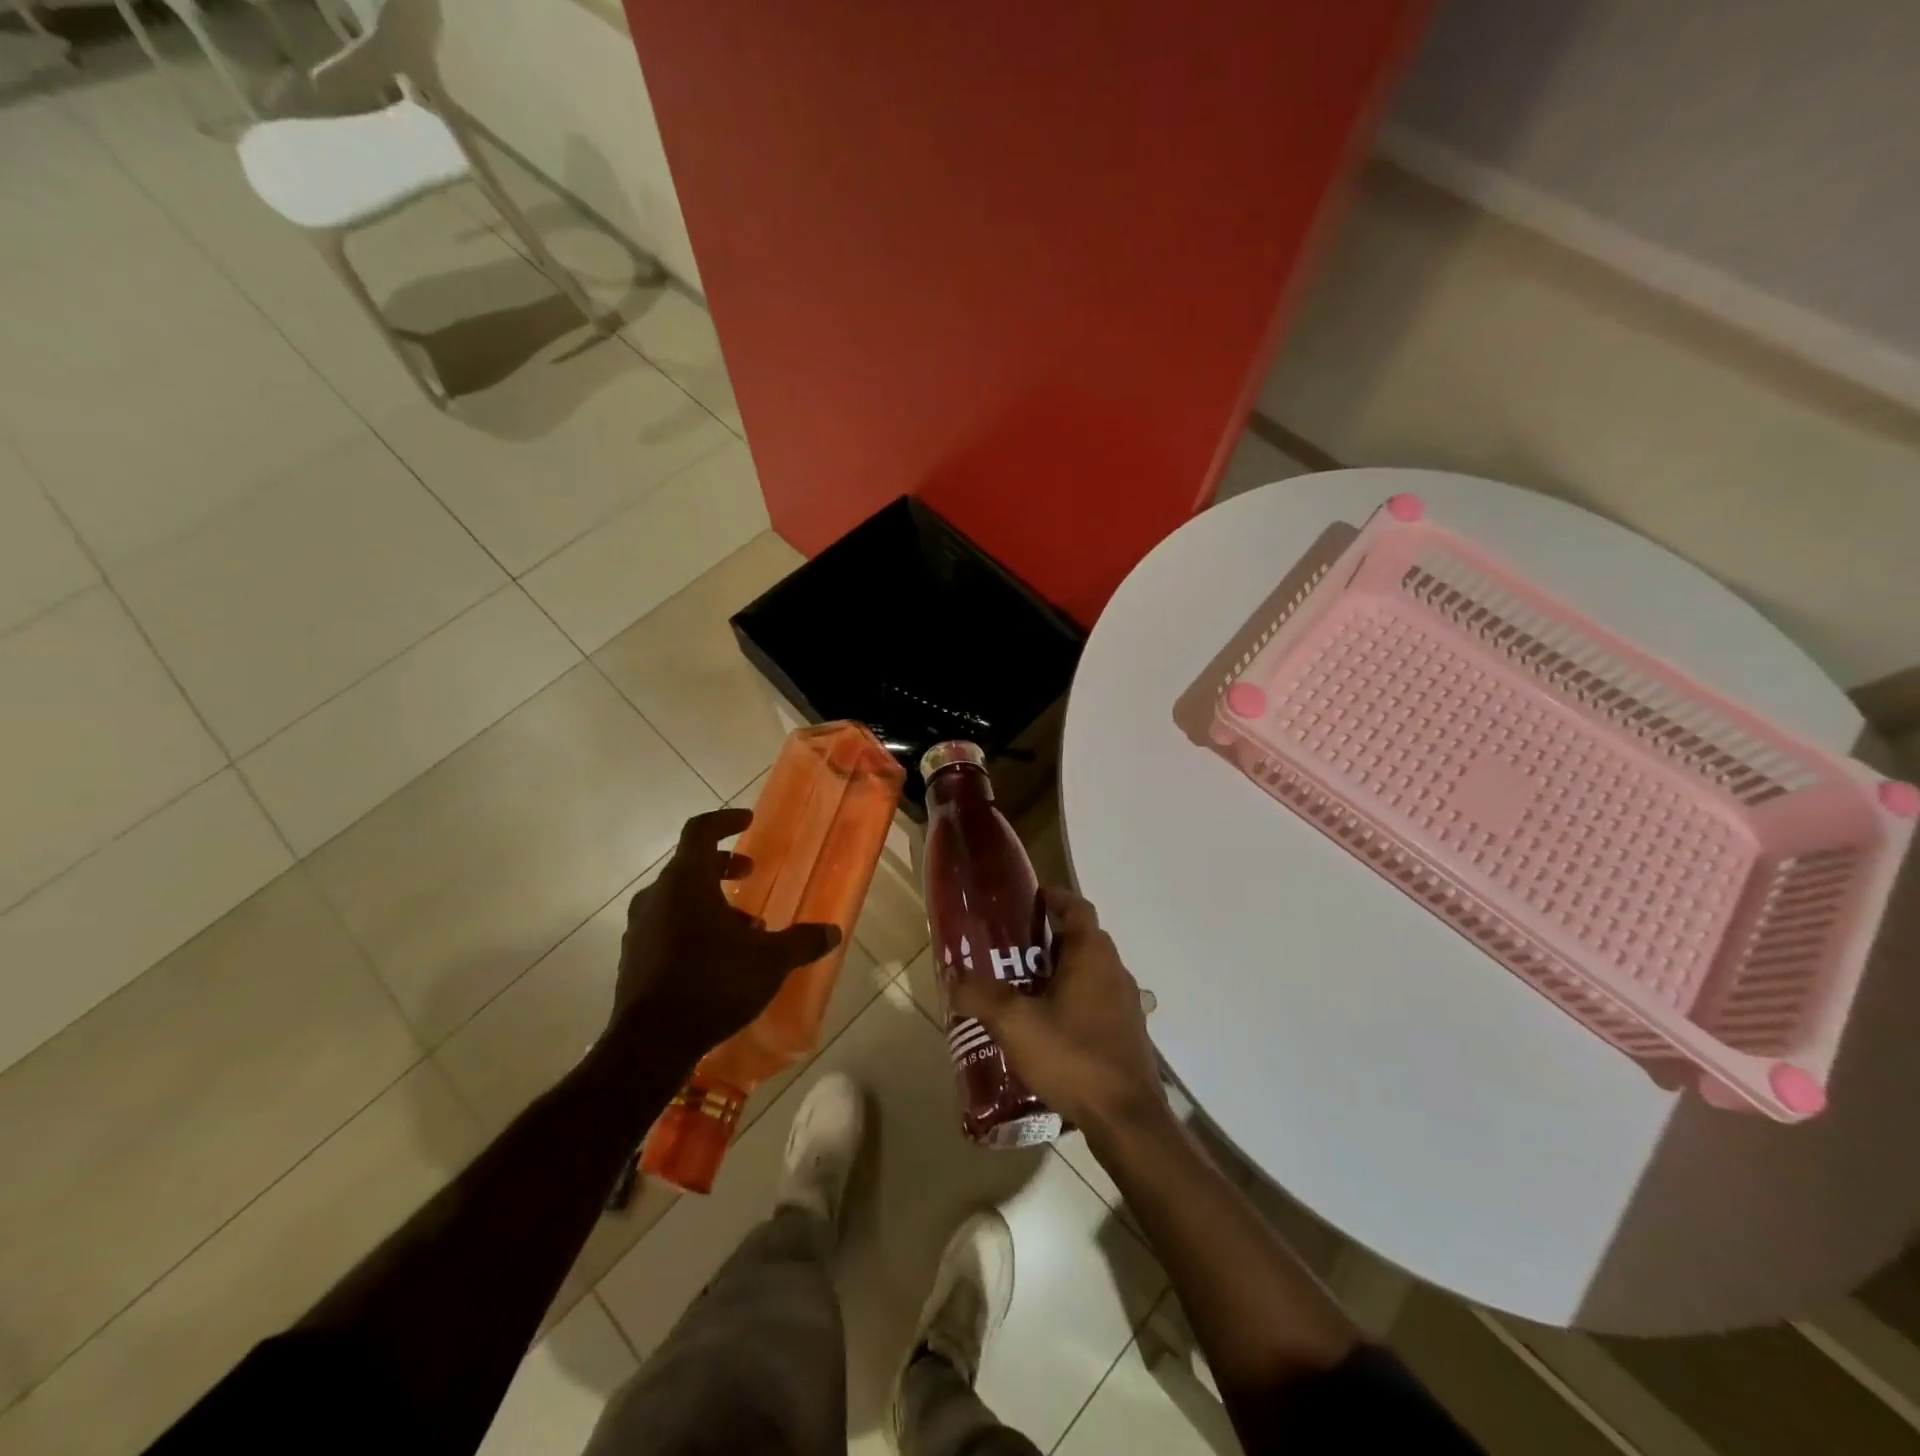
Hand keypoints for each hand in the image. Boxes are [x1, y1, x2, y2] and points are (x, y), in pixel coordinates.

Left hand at [611, 808, 839, 1067]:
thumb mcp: (769, 961)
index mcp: (686, 882)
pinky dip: (692, 925)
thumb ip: (801, 941)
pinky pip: (666, 925)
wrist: (651, 1043)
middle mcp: (658, 896)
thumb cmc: (713, 984)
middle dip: (723, 866)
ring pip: (677, 898)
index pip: (701, 831)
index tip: (748, 820)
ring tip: (744, 925)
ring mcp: (640, 928)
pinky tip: (717, 955)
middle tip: (750, 875)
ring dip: (710, 900)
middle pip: (689, 864)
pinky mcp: (633, 957)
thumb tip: (832, 931)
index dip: (725, 820)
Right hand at [950, 887, 1166, 1136]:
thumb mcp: (1015, 1023)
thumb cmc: (1072, 1056)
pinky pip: (1097, 1001)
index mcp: (1092, 953)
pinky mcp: (1127, 1033)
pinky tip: (1048, 1027)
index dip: (1053, 898)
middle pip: (1082, 939)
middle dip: (1048, 939)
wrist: (1126, 1118)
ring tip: (1024, 988)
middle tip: (1012, 950)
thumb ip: (981, 995)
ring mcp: (1126, 1003)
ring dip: (1061, 972)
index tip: (1028, 900)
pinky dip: (1074, 1001)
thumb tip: (954, 977)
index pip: (1076, 907)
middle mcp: (1114, 969)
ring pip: (1089, 972)